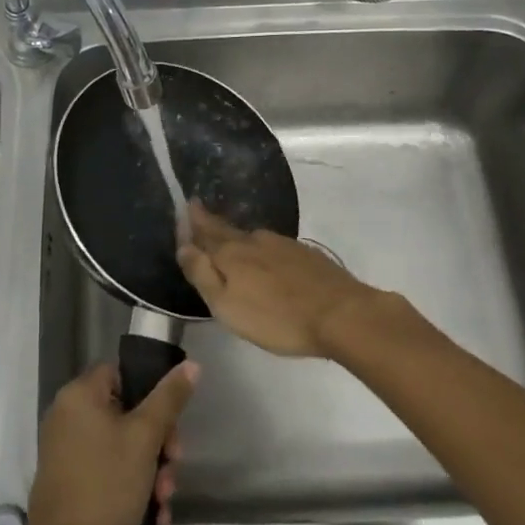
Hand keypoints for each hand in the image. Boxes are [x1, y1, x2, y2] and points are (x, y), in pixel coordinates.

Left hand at [22, 359, 197, 524]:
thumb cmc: (106, 487)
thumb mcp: (145, 438)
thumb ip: (169, 399)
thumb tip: (191, 365)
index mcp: (79, 395)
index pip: (123, 374)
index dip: (152, 394)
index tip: (172, 425)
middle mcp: (66, 416)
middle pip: (126, 413)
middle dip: (157, 444)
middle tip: (173, 468)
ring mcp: (64, 451)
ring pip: (120, 447)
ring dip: (149, 471)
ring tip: (164, 502)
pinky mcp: (67, 482)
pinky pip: (106, 471)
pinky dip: (130, 487)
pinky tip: (153, 516)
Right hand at [176, 202, 379, 358]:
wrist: (341, 314)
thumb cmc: (277, 318)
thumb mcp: (227, 306)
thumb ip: (203, 274)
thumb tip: (183, 246)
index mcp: (232, 253)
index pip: (206, 231)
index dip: (194, 221)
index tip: (186, 205)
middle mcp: (254, 240)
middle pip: (227, 230)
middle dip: (211, 222)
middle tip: (200, 212)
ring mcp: (283, 244)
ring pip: (251, 237)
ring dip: (237, 237)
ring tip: (229, 239)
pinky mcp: (305, 254)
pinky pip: (273, 246)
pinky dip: (261, 249)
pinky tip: (265, 258)